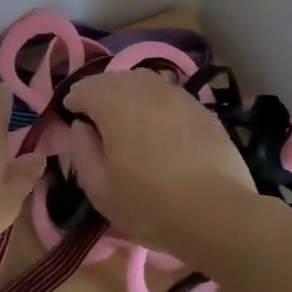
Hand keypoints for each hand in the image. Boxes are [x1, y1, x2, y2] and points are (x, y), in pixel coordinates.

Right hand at [62, 70, 261, 259]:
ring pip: (143, 81)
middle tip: (96, 117)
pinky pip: (168, 94)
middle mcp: (145, 89)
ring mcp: (177, 95)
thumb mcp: (100, 190)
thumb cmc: (151, 205)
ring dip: (128, 92)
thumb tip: (81, 126)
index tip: (73, 119)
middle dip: (99, 92)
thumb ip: (82, 151)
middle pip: (114, 78)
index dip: (74, 101)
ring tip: (127, 117)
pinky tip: (159, 125)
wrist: (218, 213)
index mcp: (114, 104)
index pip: (85, 88)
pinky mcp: (201, 108)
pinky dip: (155, 102)